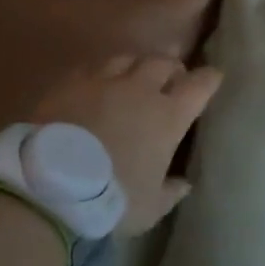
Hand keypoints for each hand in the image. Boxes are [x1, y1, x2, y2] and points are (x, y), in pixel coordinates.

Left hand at [32, 54, 223, 234]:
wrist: (51, 187)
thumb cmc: (112, 199)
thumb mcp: (150, 207)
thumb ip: (170, 191)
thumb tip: (184, 184)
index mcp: (168, 116)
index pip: (199, 85)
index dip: (209, 79)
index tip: (213, 77)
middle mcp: (140, 89)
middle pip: (163, 63)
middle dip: (172, 68)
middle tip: (172, 78)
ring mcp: (103, 81)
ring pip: (127, 58)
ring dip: (136, 65)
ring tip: (133, 76)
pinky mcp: (70, 83)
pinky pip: (92, 68)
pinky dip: (101, 73)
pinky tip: (97, 84)